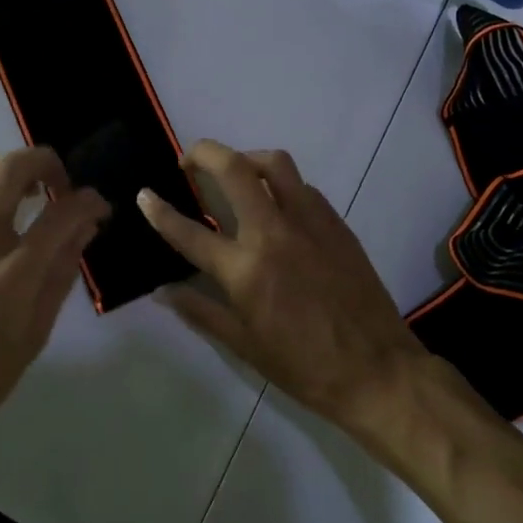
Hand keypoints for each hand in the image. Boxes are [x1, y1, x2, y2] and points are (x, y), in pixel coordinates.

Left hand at [0, 147, 109, 474]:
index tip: (99, 207)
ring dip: (8, 169)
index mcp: (13, 274)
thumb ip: (61, 275)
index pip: (62, 213)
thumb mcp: (35, 336)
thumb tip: (84, 230)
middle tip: (59, 185)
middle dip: (46, 162)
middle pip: (12, 168)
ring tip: (24, 192)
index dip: (90, 201)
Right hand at [138, 140, 427, 431]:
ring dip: (247, 158)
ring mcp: (309, 222)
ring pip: (274, 164)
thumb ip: (201, 311)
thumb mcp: (245, 346)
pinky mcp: (335, 222)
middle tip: (189, 161)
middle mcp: (273, 233)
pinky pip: (303, 187)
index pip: (190, 232)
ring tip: (235, 172)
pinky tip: (277, 206)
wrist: (377, 370)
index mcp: (245, 270)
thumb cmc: (305, 366)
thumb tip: (163, 291)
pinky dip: (281, 185)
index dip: (160, 211)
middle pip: (233, 169)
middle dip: (203, 152)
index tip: (144, 194)